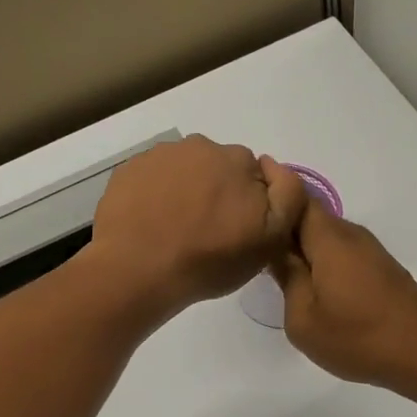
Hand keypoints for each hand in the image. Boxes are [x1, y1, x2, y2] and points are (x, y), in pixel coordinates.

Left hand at [86, 135, 307, 322]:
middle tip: (207, 232)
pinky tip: (151, 223)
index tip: (238, 230)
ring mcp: (160, 155)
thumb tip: (275, 169)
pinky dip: (155, 195)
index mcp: (237, 159)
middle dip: (217, 192)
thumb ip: (288, 195)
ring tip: (176, 230)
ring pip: (183, 170)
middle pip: (217, 168)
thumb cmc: (209, 258)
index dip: (250, 203)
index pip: (254, 175)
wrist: (138, 269)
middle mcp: (200, 146)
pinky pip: (152, 178)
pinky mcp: (129, 170)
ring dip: (185, 191)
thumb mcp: (270, 237)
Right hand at [271, 193, 416, 395]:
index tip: (247, 215)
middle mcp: (350, 234)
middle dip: (283, 227)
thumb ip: (287, 278)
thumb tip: (276, 252)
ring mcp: (370, 251)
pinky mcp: (382, 269)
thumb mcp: (303, 318)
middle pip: (310, 216)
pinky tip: (315, 288)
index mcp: (328, 238)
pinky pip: (342, 253)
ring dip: (304, 248)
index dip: (270, 198)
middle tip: (255, 251)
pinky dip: (323, 262)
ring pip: (327, 237)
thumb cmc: (358, 337)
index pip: (294, 197)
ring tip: (280, 273)